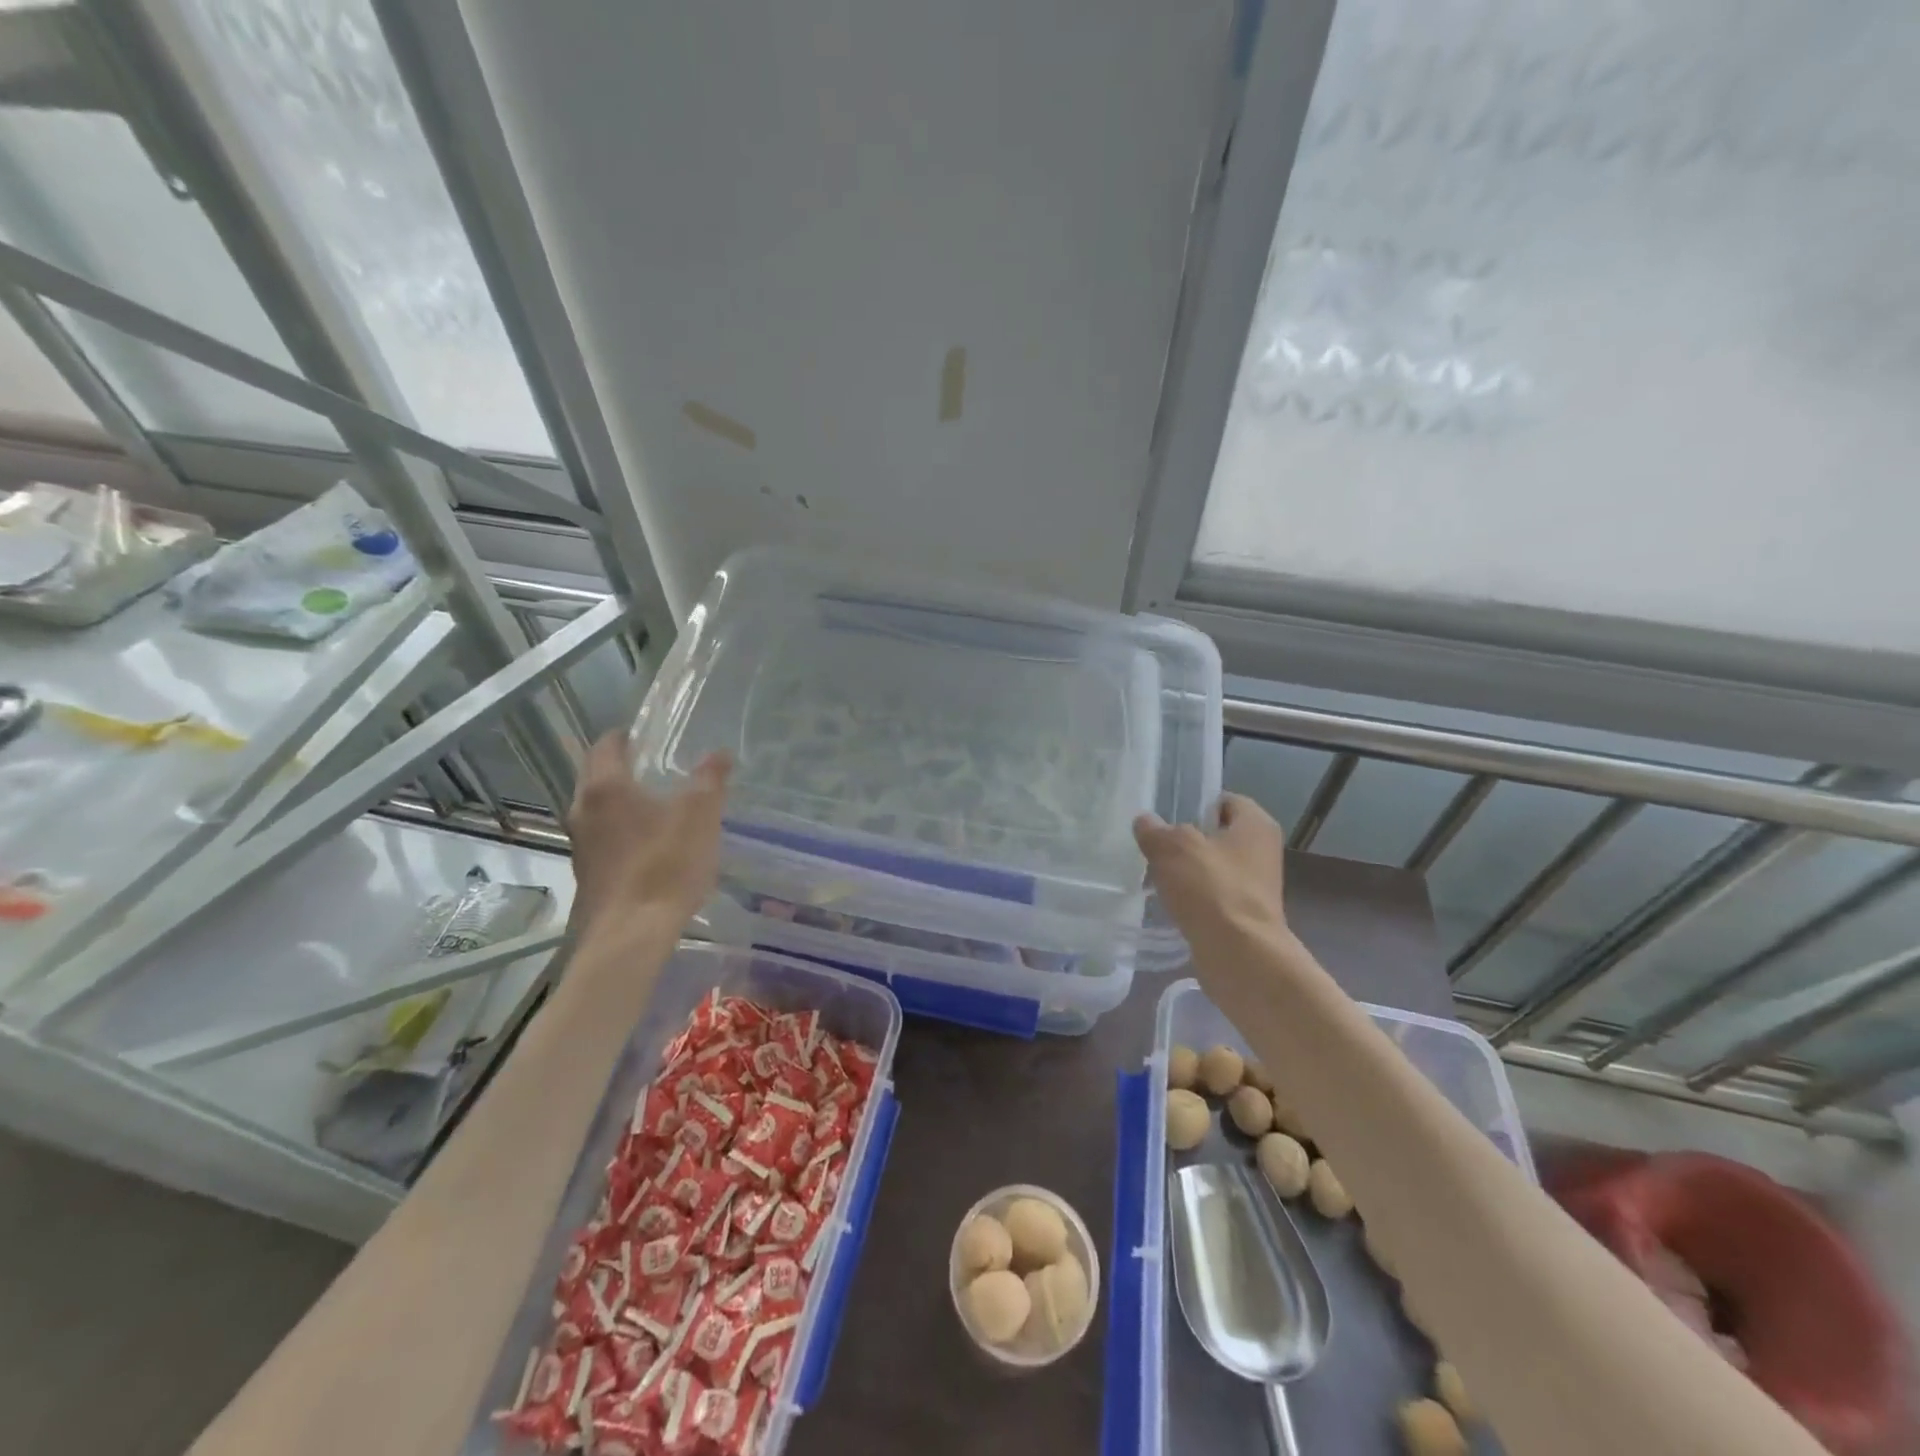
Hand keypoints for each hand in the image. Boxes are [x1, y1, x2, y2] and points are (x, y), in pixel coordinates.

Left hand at [566, 731, 730, 954]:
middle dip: (622, 767)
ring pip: (598, 809)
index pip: (606, 745)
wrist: (631, 935)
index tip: (648, 736)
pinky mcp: (586, 874)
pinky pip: (603, 839)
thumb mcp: (700, 815)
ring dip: (621, 802)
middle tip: (656, 766)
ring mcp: (580, 845)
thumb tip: (719, 753)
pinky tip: (649, 845)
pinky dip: (622, 831)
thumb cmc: (665, 865)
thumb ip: (710, 779)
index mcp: (605, 787)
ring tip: (657, 805)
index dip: (627, 736)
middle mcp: (582, 810)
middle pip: (597, 776)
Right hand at [1134, 793, 1289, 946]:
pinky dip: (1193, 896)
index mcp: (1256, 824)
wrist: (1240, 955)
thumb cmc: (1211, 888)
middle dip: (1185, 839)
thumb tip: (1145, 822)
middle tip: (1154, 843)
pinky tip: (1169, 901)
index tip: (1165, 814)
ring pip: (1212, 866)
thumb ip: (1155, 830)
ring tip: (1155, 873)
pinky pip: (1212, 894)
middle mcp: (1262, 850)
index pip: (1223, 799)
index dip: (1194, 802)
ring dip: (1186, 870)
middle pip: (1216, 833)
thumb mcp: (1172, 848)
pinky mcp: (1245, 914)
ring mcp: (1256, 885)